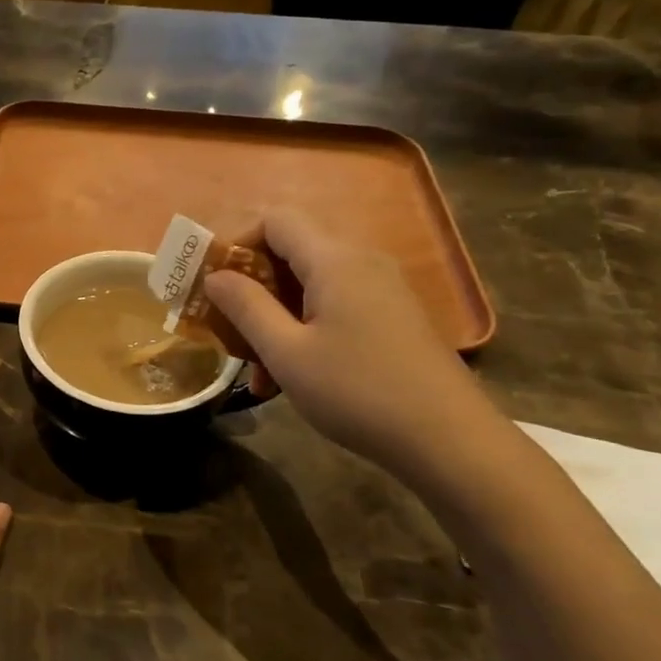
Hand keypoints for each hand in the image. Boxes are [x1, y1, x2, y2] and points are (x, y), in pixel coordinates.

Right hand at [206, 212, 504, 482]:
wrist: (448, 439)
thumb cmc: (357, 391)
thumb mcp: (287, 353)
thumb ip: (246, 307)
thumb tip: (215, 275)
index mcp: (334, 260)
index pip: (275, 220)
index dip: (236, 242)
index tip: (213, 285)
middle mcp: (361, 261)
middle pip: (291, 252)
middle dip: (251, 288)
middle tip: (227, 330)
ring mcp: (381, 289)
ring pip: (310, 286)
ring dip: (274, 318)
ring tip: (255, 370)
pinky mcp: (391, 316)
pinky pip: (334, 306)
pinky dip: (304, 329)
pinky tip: (291, 377)